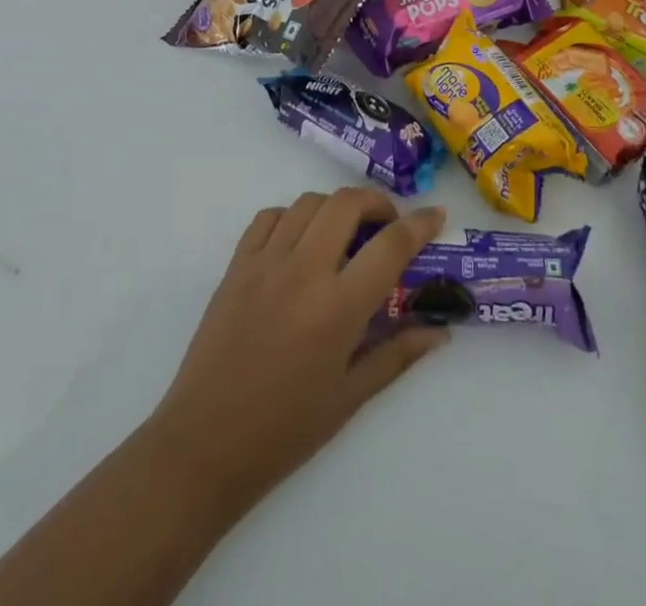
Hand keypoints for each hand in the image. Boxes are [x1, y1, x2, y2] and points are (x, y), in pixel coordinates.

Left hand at [147, 188, 450, 521]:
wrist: (205, 443)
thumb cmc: (284, 430)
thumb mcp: (350, 398)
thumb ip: (397, 355)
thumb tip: (440, 331)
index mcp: (337, 308)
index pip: (390, 246)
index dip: (419, 224)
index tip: (434, 215)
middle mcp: (303, 271)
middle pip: (346, 204)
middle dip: (376, 203)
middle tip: (387, 224)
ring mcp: (265, 262)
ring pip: (308, 202)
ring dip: (335, 207)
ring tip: (344, 233)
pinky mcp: (236, 264)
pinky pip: (268, 217)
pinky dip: (292, 217)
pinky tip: (299, 242)